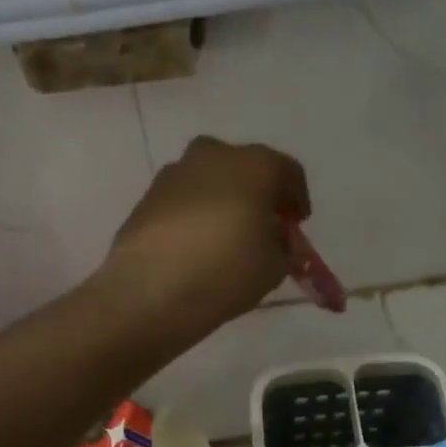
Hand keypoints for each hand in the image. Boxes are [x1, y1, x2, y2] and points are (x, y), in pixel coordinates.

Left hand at [105, 137, 311, 335]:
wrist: (148, 291)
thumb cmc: (225, 272)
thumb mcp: (274, 267)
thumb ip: (281, 246)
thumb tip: (271, 239)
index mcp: (255, 165)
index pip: (288, 172)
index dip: (297, 199)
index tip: (297, 224)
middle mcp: (214, 155)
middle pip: (246, 168)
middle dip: (258, 193)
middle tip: (263, 226)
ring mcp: (175, 172)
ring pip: (211, 180)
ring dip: (224, 200)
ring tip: (227, 237)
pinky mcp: (148, 195)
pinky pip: (184, 199)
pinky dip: (195, 213)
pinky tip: (196, 244)